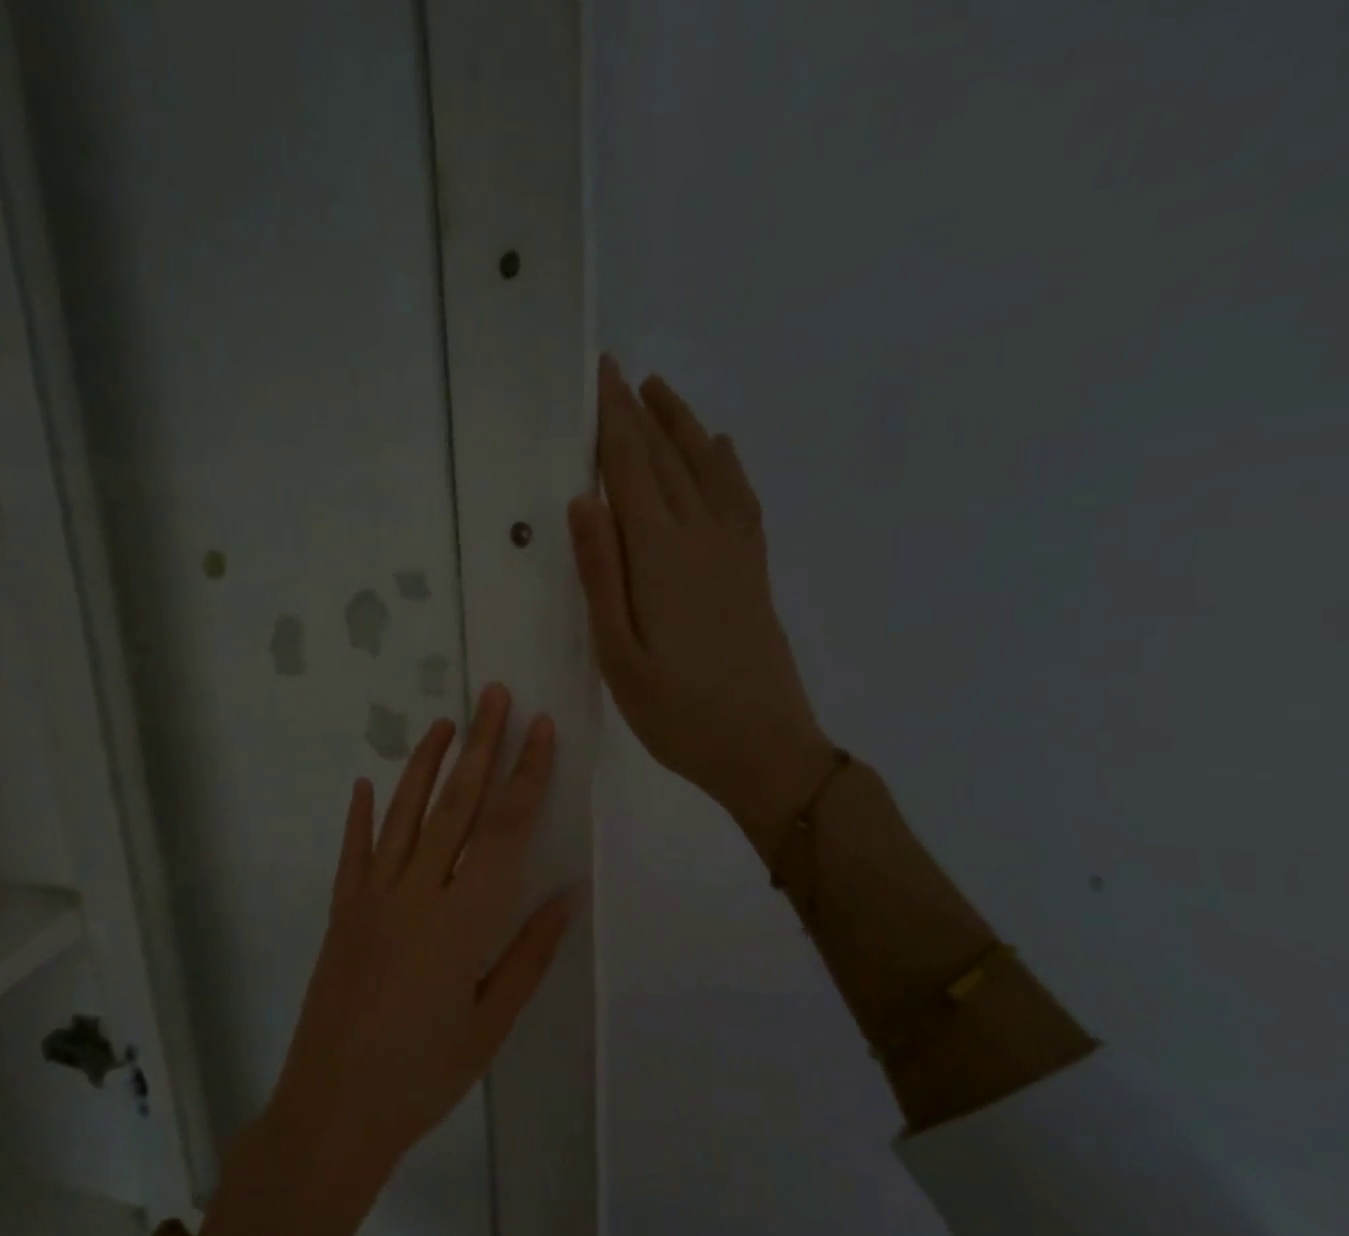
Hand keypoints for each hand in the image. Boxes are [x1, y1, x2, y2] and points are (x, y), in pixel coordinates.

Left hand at [262, 684, 578, 1192]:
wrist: (333, 1109)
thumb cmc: (425, 1075)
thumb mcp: (491, 1023)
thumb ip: (530, 953)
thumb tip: (566, 893)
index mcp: (465, 920)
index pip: (505, 830)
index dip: (526, 775)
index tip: (540, 730)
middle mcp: (418, 893)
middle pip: (456, 805)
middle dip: (481, 746)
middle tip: (495, 695)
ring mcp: (371, 897)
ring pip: (404, 814)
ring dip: (426, 764)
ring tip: (446, 722)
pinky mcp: (340, 911)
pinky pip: (353, 852)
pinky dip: (360, 815)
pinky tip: (365, 782)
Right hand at [568, 355, 836, 852]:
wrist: (765, 749)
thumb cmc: (677, 714)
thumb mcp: (619, 655)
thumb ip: (601, 575)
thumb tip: (583, 502)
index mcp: (661, 556)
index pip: (630, 470)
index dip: (611, 421)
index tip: (597, 375)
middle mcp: (703, 537)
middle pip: (666, 459)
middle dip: (638, 413)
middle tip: (616, 372)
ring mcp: (735, 551)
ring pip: (707, 468)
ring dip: (682, 426)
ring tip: (660, 391)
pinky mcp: (753, 570)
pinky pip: (740, 498)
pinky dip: (725, 464)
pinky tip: (719, 449)